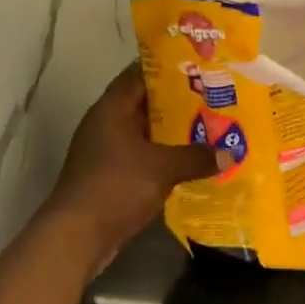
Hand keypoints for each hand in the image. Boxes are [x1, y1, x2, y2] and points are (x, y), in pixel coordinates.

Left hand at [46, 64, 216, 262]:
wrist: (76, 236)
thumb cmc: (116, 187)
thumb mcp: (162, 168)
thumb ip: (196, 157)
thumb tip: (228, 154)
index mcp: (112, 109)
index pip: (139, 74)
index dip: (167, 68)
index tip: (198, 67)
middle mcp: (105, 124)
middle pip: (144, 103)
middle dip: (177, 102)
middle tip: (213, 98)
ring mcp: (105, 151)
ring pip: (145, 132)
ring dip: (172, 132)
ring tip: (209, 127)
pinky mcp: (109, 175)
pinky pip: (142, 156)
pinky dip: (163, 156)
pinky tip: (190, 161)